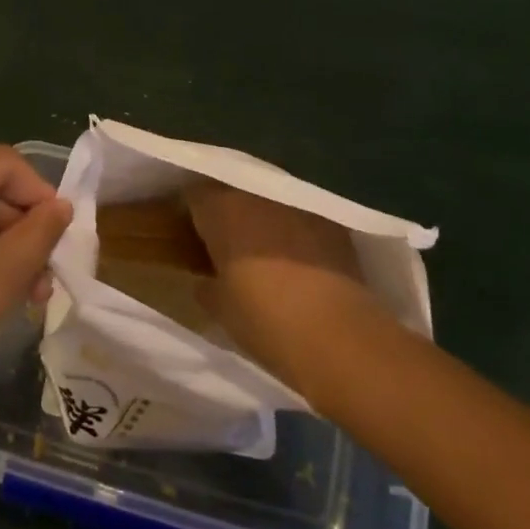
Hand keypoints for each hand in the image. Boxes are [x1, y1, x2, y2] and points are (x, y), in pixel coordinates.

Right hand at [187, 180, 389, 396]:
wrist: (338, 336)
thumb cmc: (265, 320)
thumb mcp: (221, 308)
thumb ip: (206, 286)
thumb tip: (205, 281)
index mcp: (221, 208)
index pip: (193, 194)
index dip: (190, 213)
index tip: (190, 236)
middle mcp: (256, 194)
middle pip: (232, 192)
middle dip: (226, 213)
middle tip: (224, 244)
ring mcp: (296, 204)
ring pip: (267, 202)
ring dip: (260, 219)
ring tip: (262, 251)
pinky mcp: (330, 221)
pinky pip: (299, 216)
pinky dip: (292, 231)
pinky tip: (296, 258)